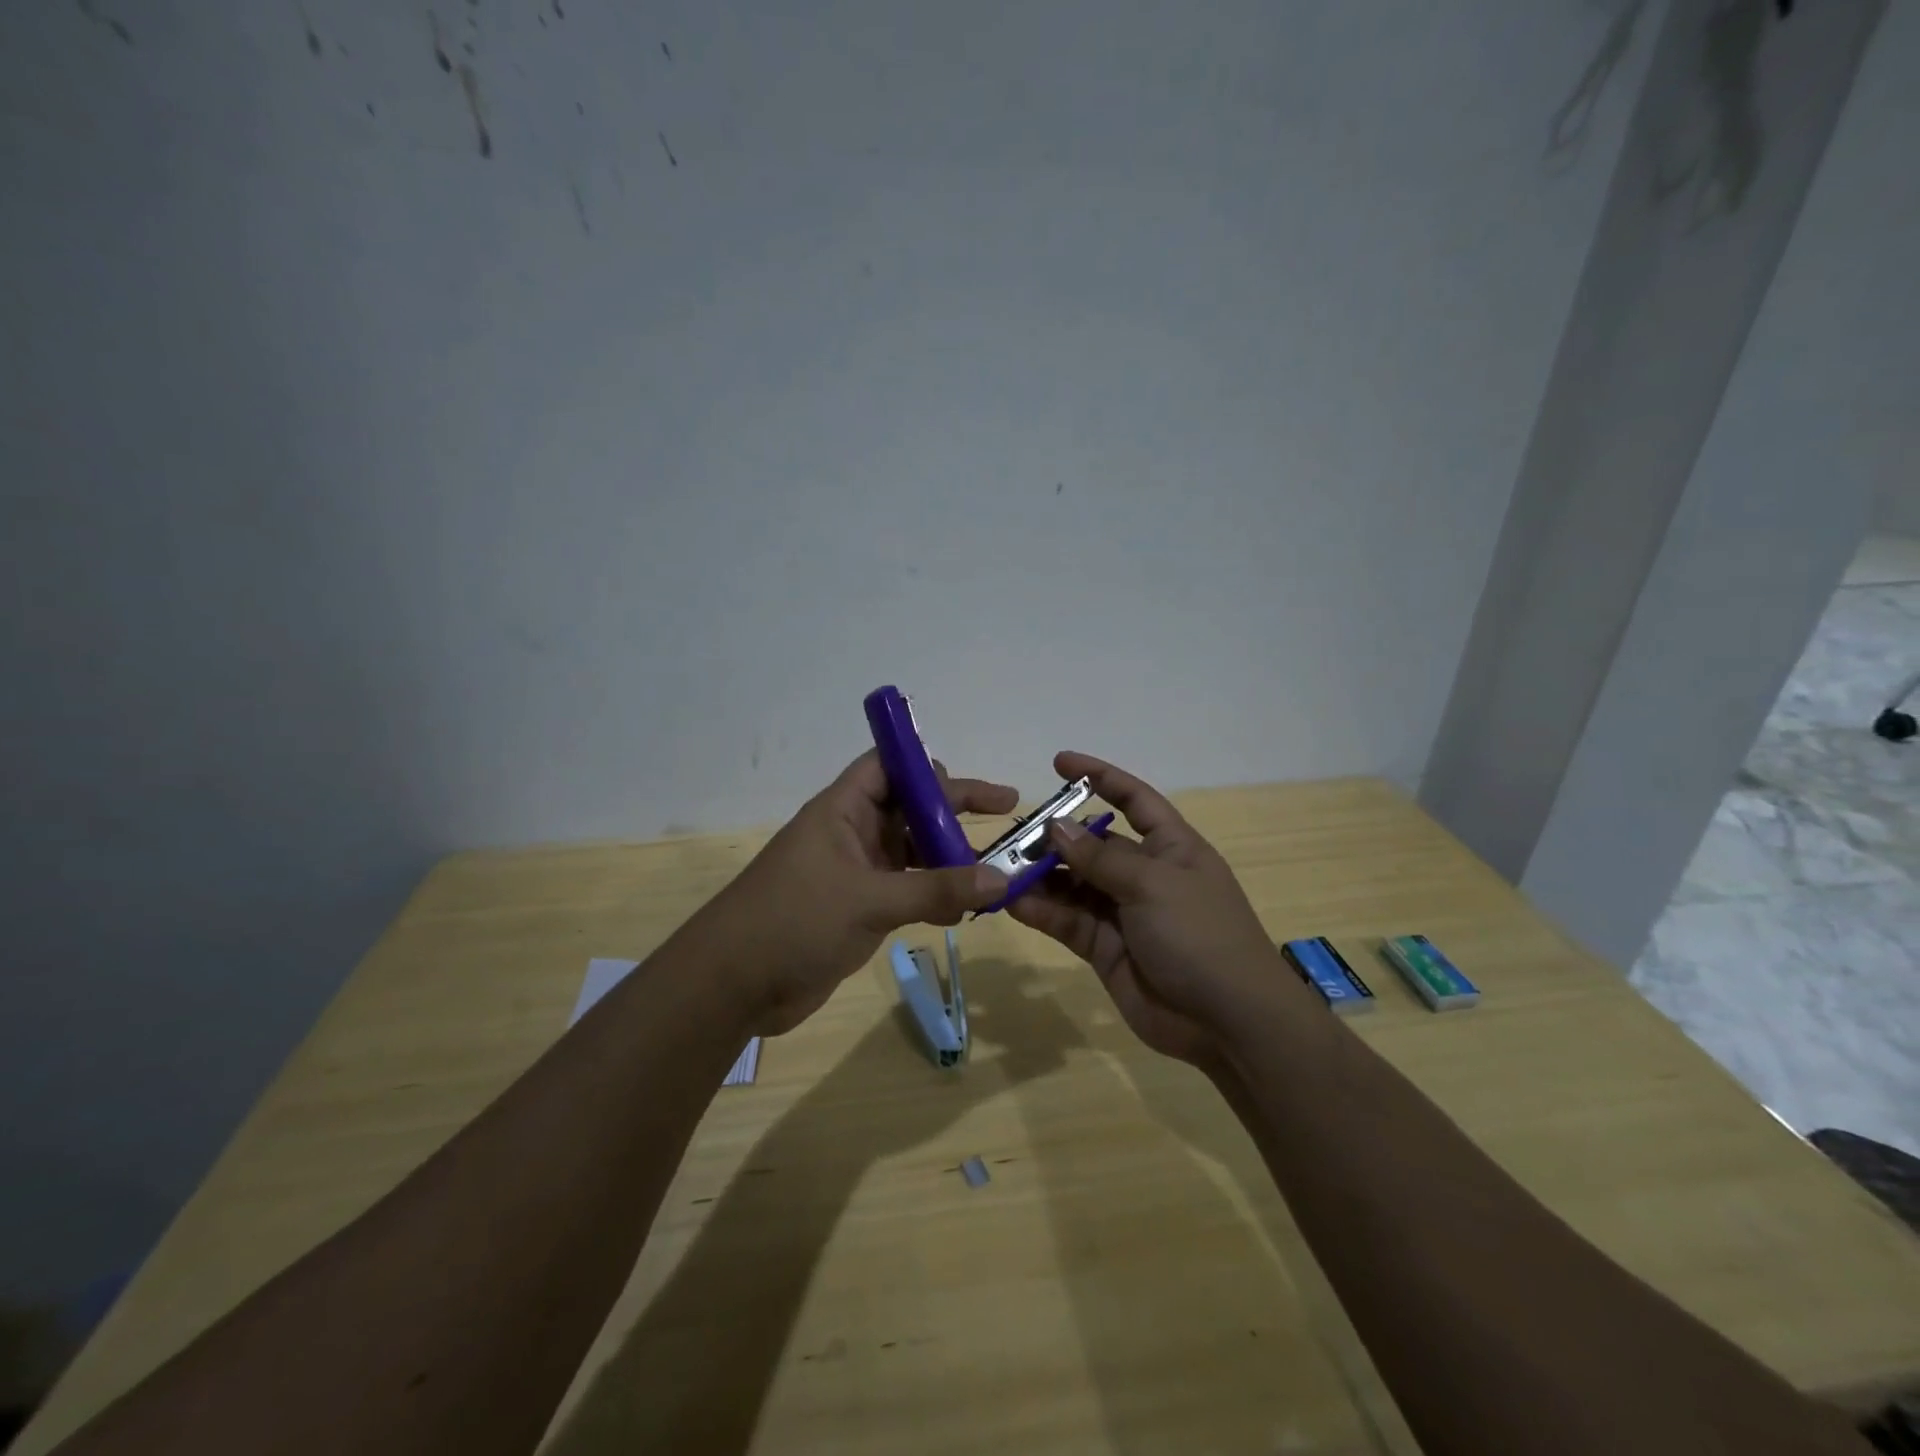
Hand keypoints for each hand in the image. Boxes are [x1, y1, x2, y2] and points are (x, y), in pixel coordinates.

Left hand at [703, 751, 1016, 1035]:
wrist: (734, 985)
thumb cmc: (793, 921)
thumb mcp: (869, 900)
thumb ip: (936, 890)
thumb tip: (1001, 880)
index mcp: (843, 809)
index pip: (889, 765)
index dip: (929, 765)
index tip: (972, 780)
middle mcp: (853, 833)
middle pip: (911, 806)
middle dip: (954, 810)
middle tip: (1006, 814)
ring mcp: (856, 872)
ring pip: (913, 850)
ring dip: (950, 857)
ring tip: (995, 871)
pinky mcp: (859, 908)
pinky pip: (907, 889)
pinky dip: (935, 894)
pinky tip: (965, 910)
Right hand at [1008, 753, 1299, 1068]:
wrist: (1228, 1022)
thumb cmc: (1200, 935)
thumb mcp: (1153, 884)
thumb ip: (1100, 858)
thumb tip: (1056, 826)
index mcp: (1170, 847)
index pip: (1133, 800)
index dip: (1100, 777)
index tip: (1060, 763)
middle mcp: (1144, 875)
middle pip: (1092, 845)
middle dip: (1054, 838)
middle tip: (1012, 837)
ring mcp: (1122, 913)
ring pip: (1072, 884)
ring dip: (1039, 877)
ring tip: (1000, 870)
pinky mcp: (1104, 948)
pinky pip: (1066, 920)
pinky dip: (1040, 910)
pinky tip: (1011, 902)